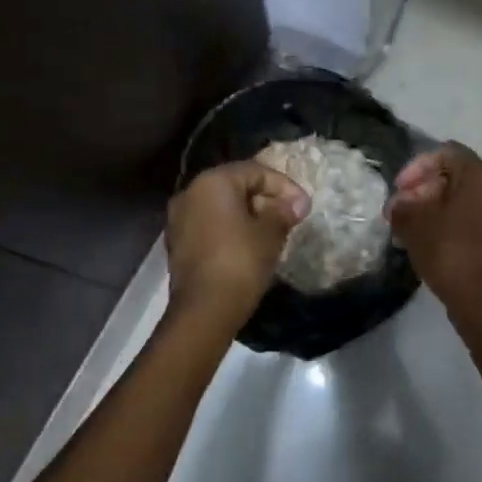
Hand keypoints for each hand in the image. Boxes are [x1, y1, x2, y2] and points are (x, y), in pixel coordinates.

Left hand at [165, 161, 309, 332]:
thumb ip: (283, 211)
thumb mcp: (270, 233)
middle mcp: (190, 192)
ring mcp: (179, 218)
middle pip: (235, 186)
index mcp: (213, 182)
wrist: (204, 310)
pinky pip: (210, 224)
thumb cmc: (241, 261)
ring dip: (248, 214)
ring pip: (221, 206)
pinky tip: (249, 245)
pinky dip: (230, 229)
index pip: (255, 171)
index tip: (303, 207)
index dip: (284, 186)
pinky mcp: (178, 242)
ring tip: (273, 232)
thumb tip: (296, 203)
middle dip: (265, 199)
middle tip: (289, 217)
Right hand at [387, 143, 481, 311]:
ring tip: (410, 228)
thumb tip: (401, 204)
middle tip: (401, 210)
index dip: (417, 167)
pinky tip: (430, 241)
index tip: (398, 190)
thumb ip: (402, 205)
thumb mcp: (414, 224)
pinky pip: (474, 217)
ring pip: (465, 198)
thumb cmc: (449, 253)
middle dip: (424, 188)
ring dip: (435, 207)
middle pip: (456, 175)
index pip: (446, 153)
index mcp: (481, 176)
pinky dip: (451, 222)